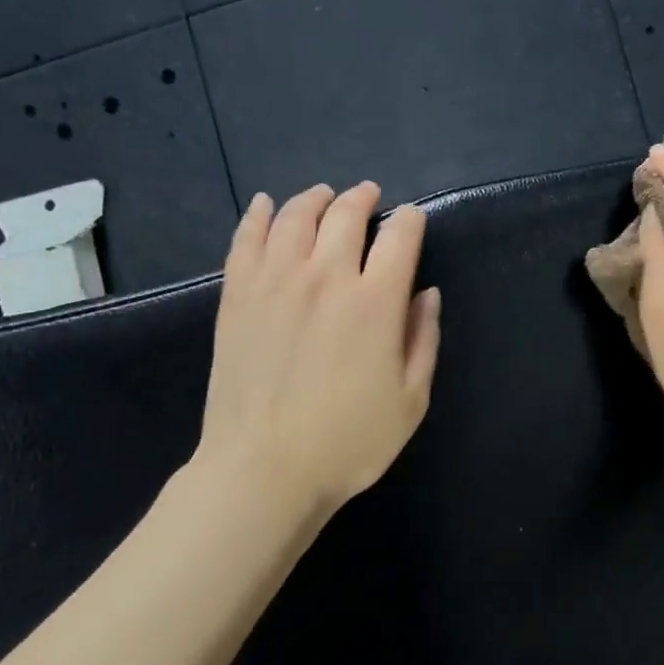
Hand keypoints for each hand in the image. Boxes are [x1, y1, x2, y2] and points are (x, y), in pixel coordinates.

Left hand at [194, 182, 440, 515]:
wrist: (263, 470)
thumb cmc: (348, 442)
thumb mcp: (411, 400)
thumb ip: (423, 339)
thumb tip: (426, 294)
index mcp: (375, 302)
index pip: (399, 238)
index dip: (410, 221)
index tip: (411, 218)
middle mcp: (326, 278)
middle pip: (346, 216)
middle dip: (363, 199)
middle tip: (369, 195)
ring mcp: (275, 283)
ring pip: (296, 218)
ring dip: (315, 199)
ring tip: (324, 195)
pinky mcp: (237, 296)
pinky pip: (247, 239)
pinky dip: (259, 215)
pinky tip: (267, 205)